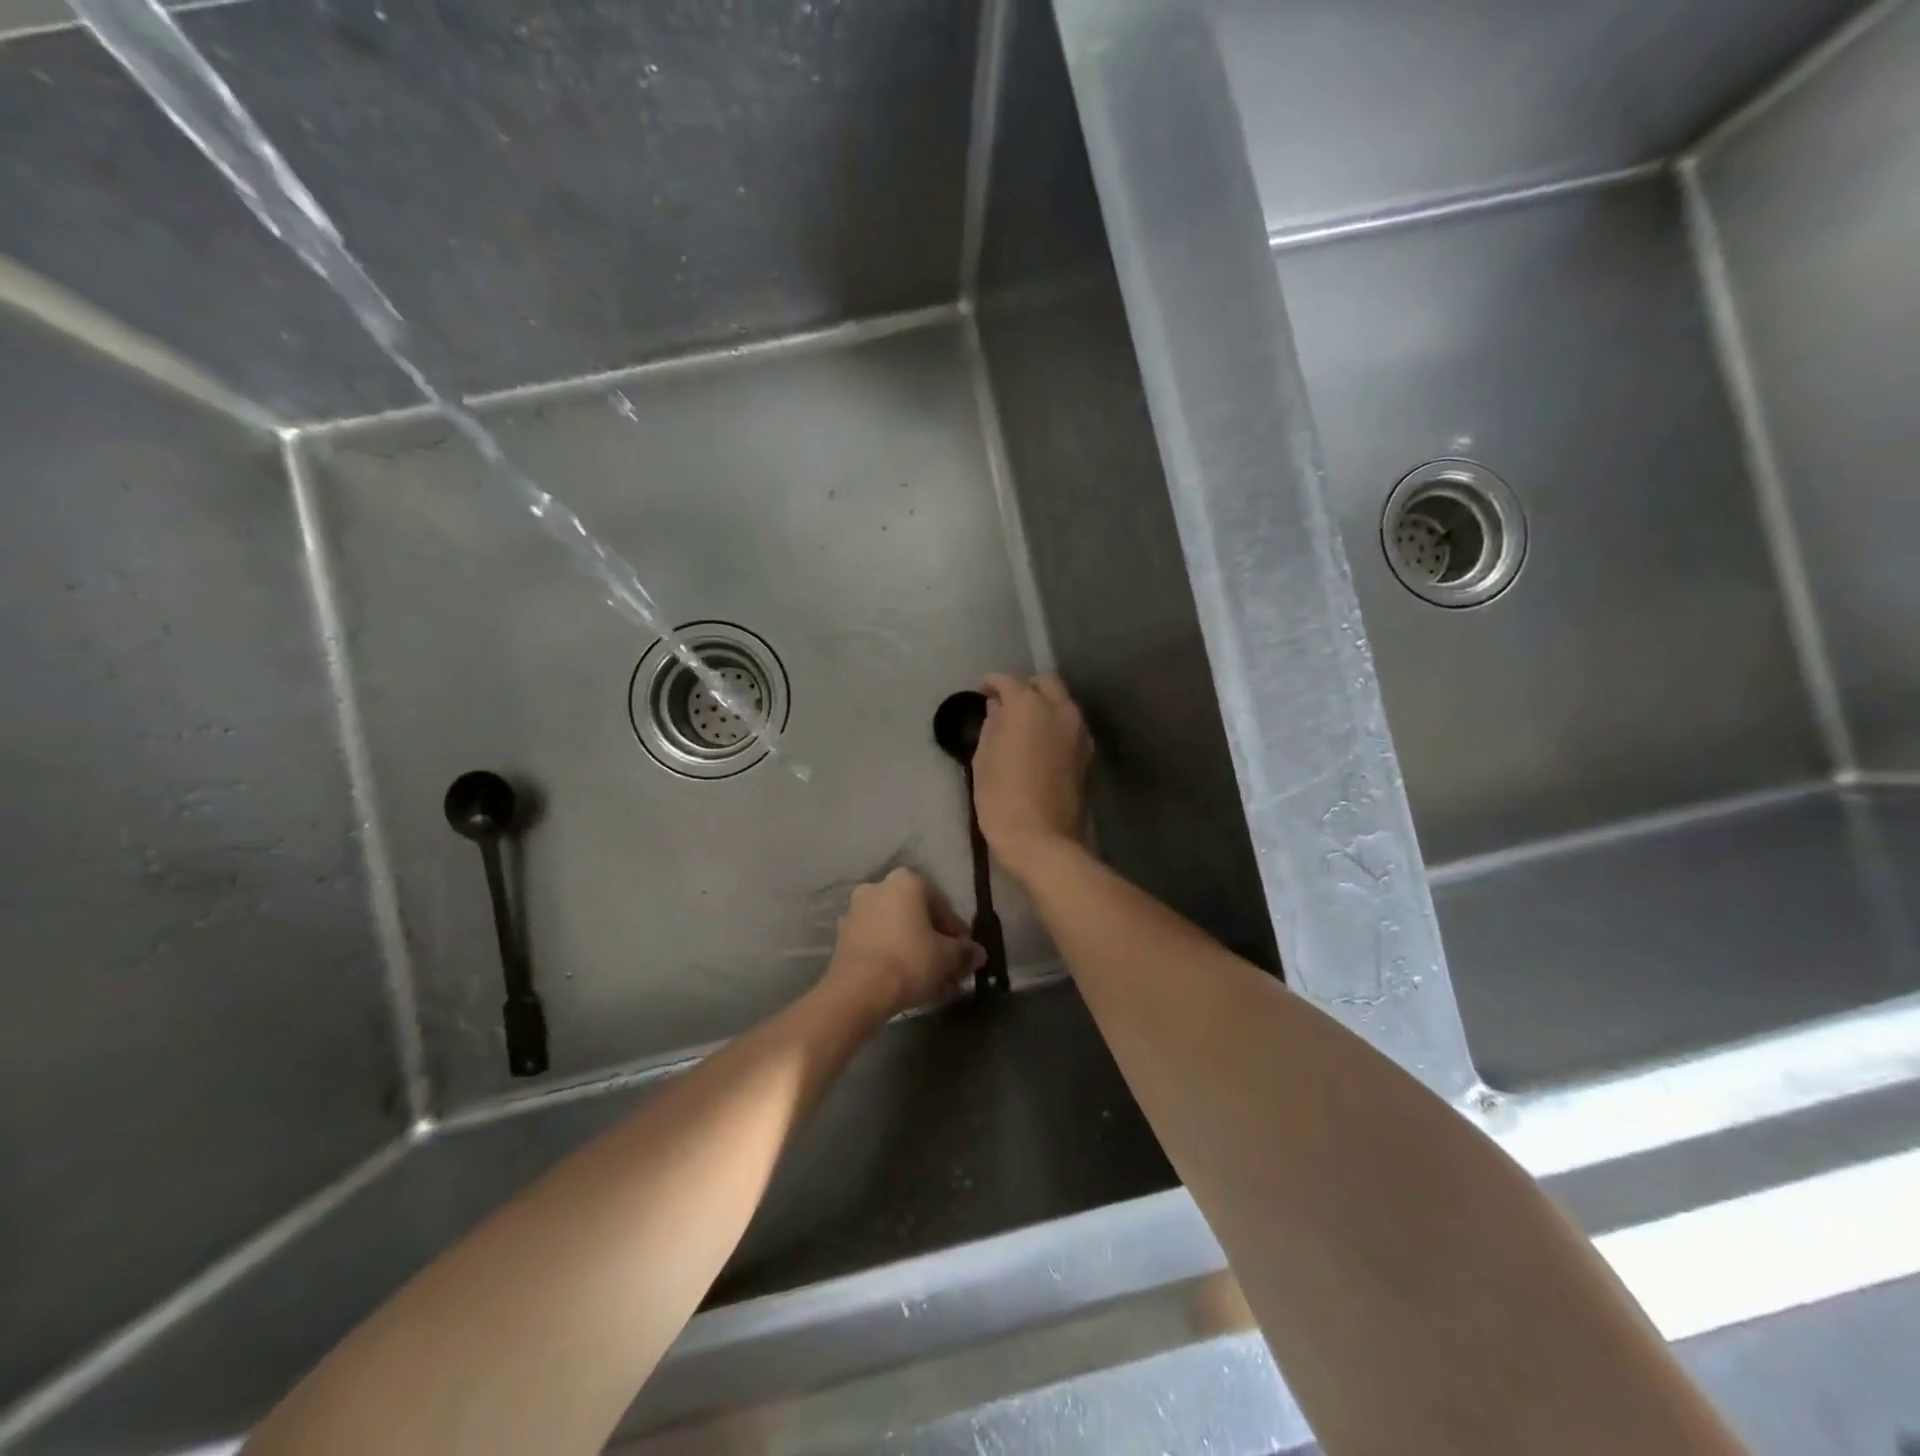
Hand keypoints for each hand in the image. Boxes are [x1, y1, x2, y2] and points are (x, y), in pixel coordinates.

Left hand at [822, 867, 982, 1021]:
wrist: (858, 991)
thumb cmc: (909, 961)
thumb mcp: (947, 957)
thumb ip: (965, 951)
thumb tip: (978, 953)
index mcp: (905, 881)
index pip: (941, 905)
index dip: (957, 932)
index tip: (964, 953)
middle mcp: (877, 887)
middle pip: (916, 916)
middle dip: (933, 941)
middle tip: (948, 968)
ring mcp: (856, 911)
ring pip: (895, 930)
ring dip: (913, 950)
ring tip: (929, 980)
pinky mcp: (842, 937)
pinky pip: (877, 943)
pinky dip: (892, 956)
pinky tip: (905, 981)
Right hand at [974, 672, 1091, 879]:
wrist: (1042, 841)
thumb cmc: (1002, 799)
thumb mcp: (983, 760)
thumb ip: (992, 726)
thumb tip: (998, 709)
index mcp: (1029, 706)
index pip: (1009, 681)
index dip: (993, 683)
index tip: (983, 691)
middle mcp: (1060, 710)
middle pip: (1046, 682)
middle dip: (1026, 687)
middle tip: (1007, 705)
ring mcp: (1079, 732)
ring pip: (1063, 703)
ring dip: (1044, 705)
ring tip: (1025, 725)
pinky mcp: (1088, 754)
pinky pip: (1071, 726)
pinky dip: (1056, 725)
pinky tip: (1041, 743)